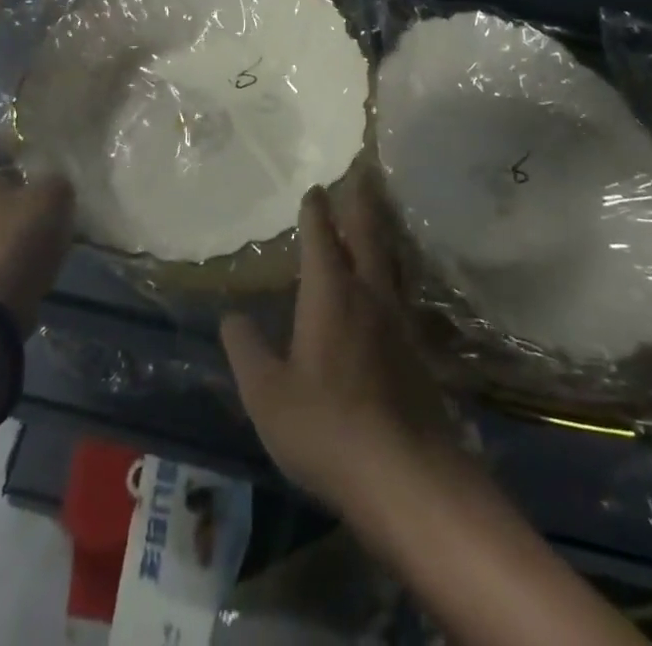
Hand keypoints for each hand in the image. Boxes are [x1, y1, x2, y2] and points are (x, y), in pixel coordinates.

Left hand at [0, 142, 74, 328]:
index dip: (11, 145)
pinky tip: (27, 244)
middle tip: (42, 184)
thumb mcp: (52, 197)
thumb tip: (52, 180)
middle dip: (11, 178)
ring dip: (6, 209)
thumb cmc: (15, 238)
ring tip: (39, 217)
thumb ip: (55, 178)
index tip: (37, 156)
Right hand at [221, 170, 455, 514]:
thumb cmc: (326, 427)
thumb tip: (231, 316)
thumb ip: (246, 350)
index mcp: (331, 292)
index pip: (321, 236)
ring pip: (393, 260)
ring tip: (381, 218)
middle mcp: (369, 294)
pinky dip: (397, 274)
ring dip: (384, 232)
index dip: (316, 210)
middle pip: (368, 233)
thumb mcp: (267, 393)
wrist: (407, 477)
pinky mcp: (420, 350)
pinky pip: (405, 293)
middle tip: (363, 174)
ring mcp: (401, 321)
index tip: (315, 188)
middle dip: (362, 201)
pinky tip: (395, 288)